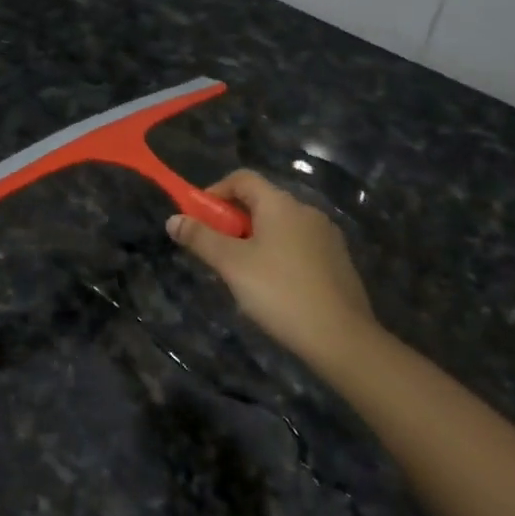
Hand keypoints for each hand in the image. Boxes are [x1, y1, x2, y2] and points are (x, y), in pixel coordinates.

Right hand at [167, 170, 381, 378]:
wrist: (341, 337)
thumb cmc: (279, 292)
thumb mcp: (231, 264)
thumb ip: (200, 238)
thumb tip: (173, 219)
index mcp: (280, 203)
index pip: (242, 179)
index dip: (215, 192)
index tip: (199, 218)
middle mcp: (306, 210)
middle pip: (260, 202)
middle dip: (232, 221)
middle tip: (216, 252)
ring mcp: (326, 236)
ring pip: (279, 226)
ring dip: (255, 239)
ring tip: (241, 274)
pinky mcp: (338, 260)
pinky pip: (298, 246)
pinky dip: (278, 255)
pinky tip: (274, 288)